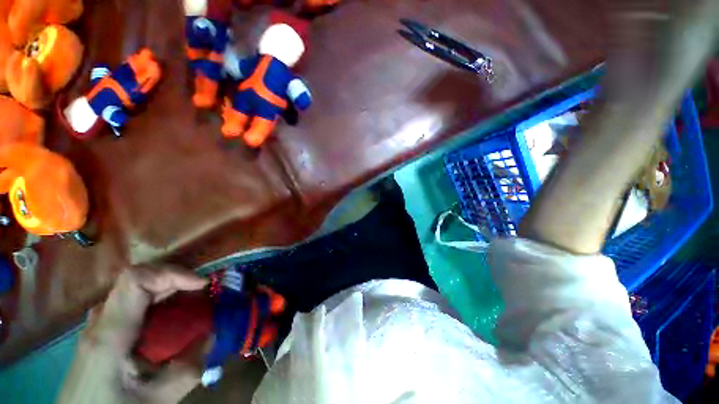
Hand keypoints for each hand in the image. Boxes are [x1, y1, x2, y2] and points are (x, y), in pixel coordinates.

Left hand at [58, 265, 206, 403]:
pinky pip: (133, 301)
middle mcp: (102, 320)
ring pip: (135, 289)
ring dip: (168, 288)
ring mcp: (99, 323)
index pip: (136, 280)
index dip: (171, 273)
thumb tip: (213, 337)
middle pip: (138, 279)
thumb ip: (187, 371)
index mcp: (110, 334)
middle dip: (176, 279)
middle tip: (203, 292)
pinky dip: (158, 299)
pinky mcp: (102, 329)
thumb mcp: (155, 401)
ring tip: (192, 300)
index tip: (201, 284)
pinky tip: (170, 317)